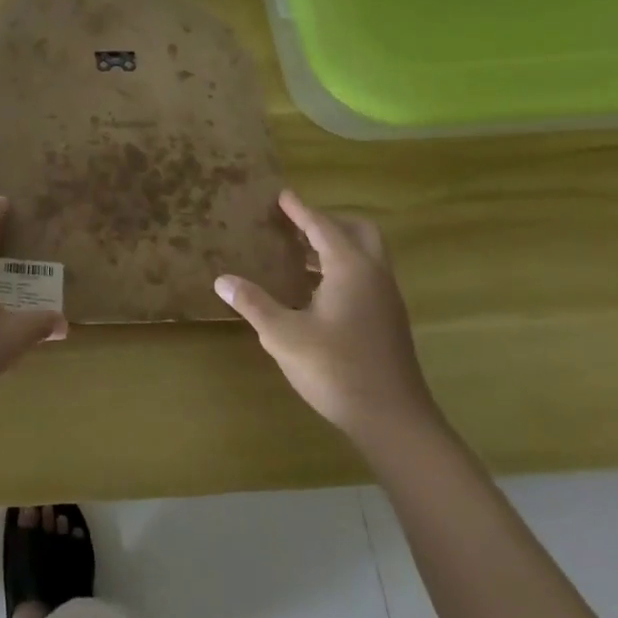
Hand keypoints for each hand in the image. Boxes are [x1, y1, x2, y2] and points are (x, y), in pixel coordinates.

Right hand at [215, 187, 437, 443]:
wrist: (395, 422)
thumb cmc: (337, 369)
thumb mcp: (284, 336)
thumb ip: (254, 304)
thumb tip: (222, 280)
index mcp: (350, 269)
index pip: (322, 226)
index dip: (300, 210)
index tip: (281, 195)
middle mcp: (374, 276)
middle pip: (357, 232)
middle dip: (327, 222)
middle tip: (294, 225)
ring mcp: (386, 300)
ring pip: (364, 256)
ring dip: (334, 247)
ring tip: (296, 254)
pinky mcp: (388, 321)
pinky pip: (365, 277)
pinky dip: (341, 269)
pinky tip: (313, 291)